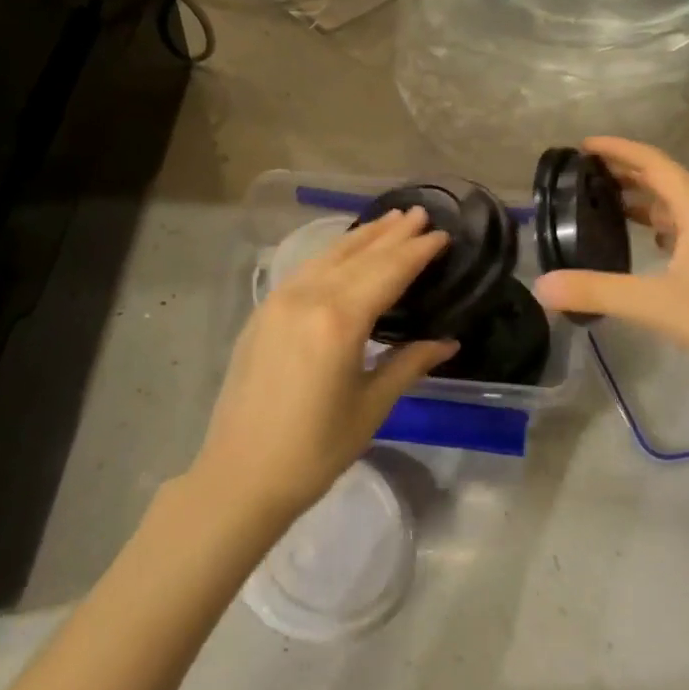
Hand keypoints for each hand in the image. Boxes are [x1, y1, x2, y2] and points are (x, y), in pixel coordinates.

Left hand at [188, 207, 455, 524]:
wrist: (241, 475)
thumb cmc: (315, 450)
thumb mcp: (371, 407)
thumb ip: (408, 364)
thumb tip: (447, 342)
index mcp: (339, 321)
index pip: (387, 272)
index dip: (417, 252)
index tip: (442, 235)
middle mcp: (307, 298)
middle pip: (358, 256)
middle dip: (392, 234)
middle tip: (420, 213)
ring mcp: (278, 302)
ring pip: (328, 256)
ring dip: (362, 237)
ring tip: (389, 221)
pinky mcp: (262, 313)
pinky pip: (305, 270)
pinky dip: (332, 255)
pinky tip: (344, 253)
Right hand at [533, 137, 688, 391]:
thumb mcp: (654, 304)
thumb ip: (597, 291)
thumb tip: (541, 286)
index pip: (655, 164)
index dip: (619, 150)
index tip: (583, 145)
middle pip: (664, 178)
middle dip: (625, 169)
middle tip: (584, 170)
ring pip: (673, 203)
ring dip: (640, 195)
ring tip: (603, 197)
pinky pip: (680, 226)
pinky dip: (654, 222)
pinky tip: (641, 237)